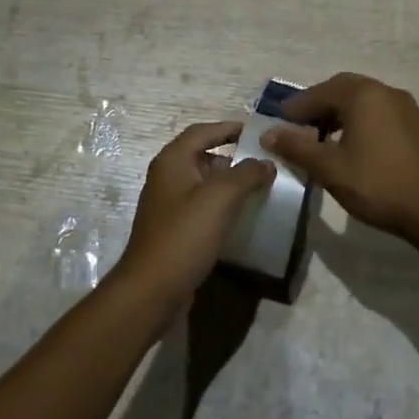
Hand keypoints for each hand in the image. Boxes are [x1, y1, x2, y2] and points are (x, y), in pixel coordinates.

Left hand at [115, 121, 274, 313]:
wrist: (152, 290)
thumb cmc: (184, 235)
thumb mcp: (220, 197)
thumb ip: (246, 174)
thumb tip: (266, 163)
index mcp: (172, 161)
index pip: (203, 131)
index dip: (229, 128)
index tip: (258, 132)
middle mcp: (167, 177)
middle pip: (203, 155)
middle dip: (234, 156)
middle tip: (265, 161)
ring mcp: (169, 205)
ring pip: (204, 183)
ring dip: (230, 182)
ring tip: (261, 187)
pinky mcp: (175, 230)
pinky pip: (203, 207)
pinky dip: (223, 205)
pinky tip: (243, 216)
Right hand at [261, 73, 418, 243]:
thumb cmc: (377, 185)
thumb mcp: (329, 168)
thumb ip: (296, 147)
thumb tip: (268, 133)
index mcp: (363, 95)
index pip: (320, 92)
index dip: (296, 107)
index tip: (278, 123)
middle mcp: (384, 91)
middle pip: (342, 89)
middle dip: (318, 105)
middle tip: (298, 127)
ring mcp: (403, 106)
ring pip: (362, 99)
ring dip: (338, 112)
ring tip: (320, 138)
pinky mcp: (414, 123)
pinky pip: (377, 111)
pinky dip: (358, 119)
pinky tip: (350, 144)